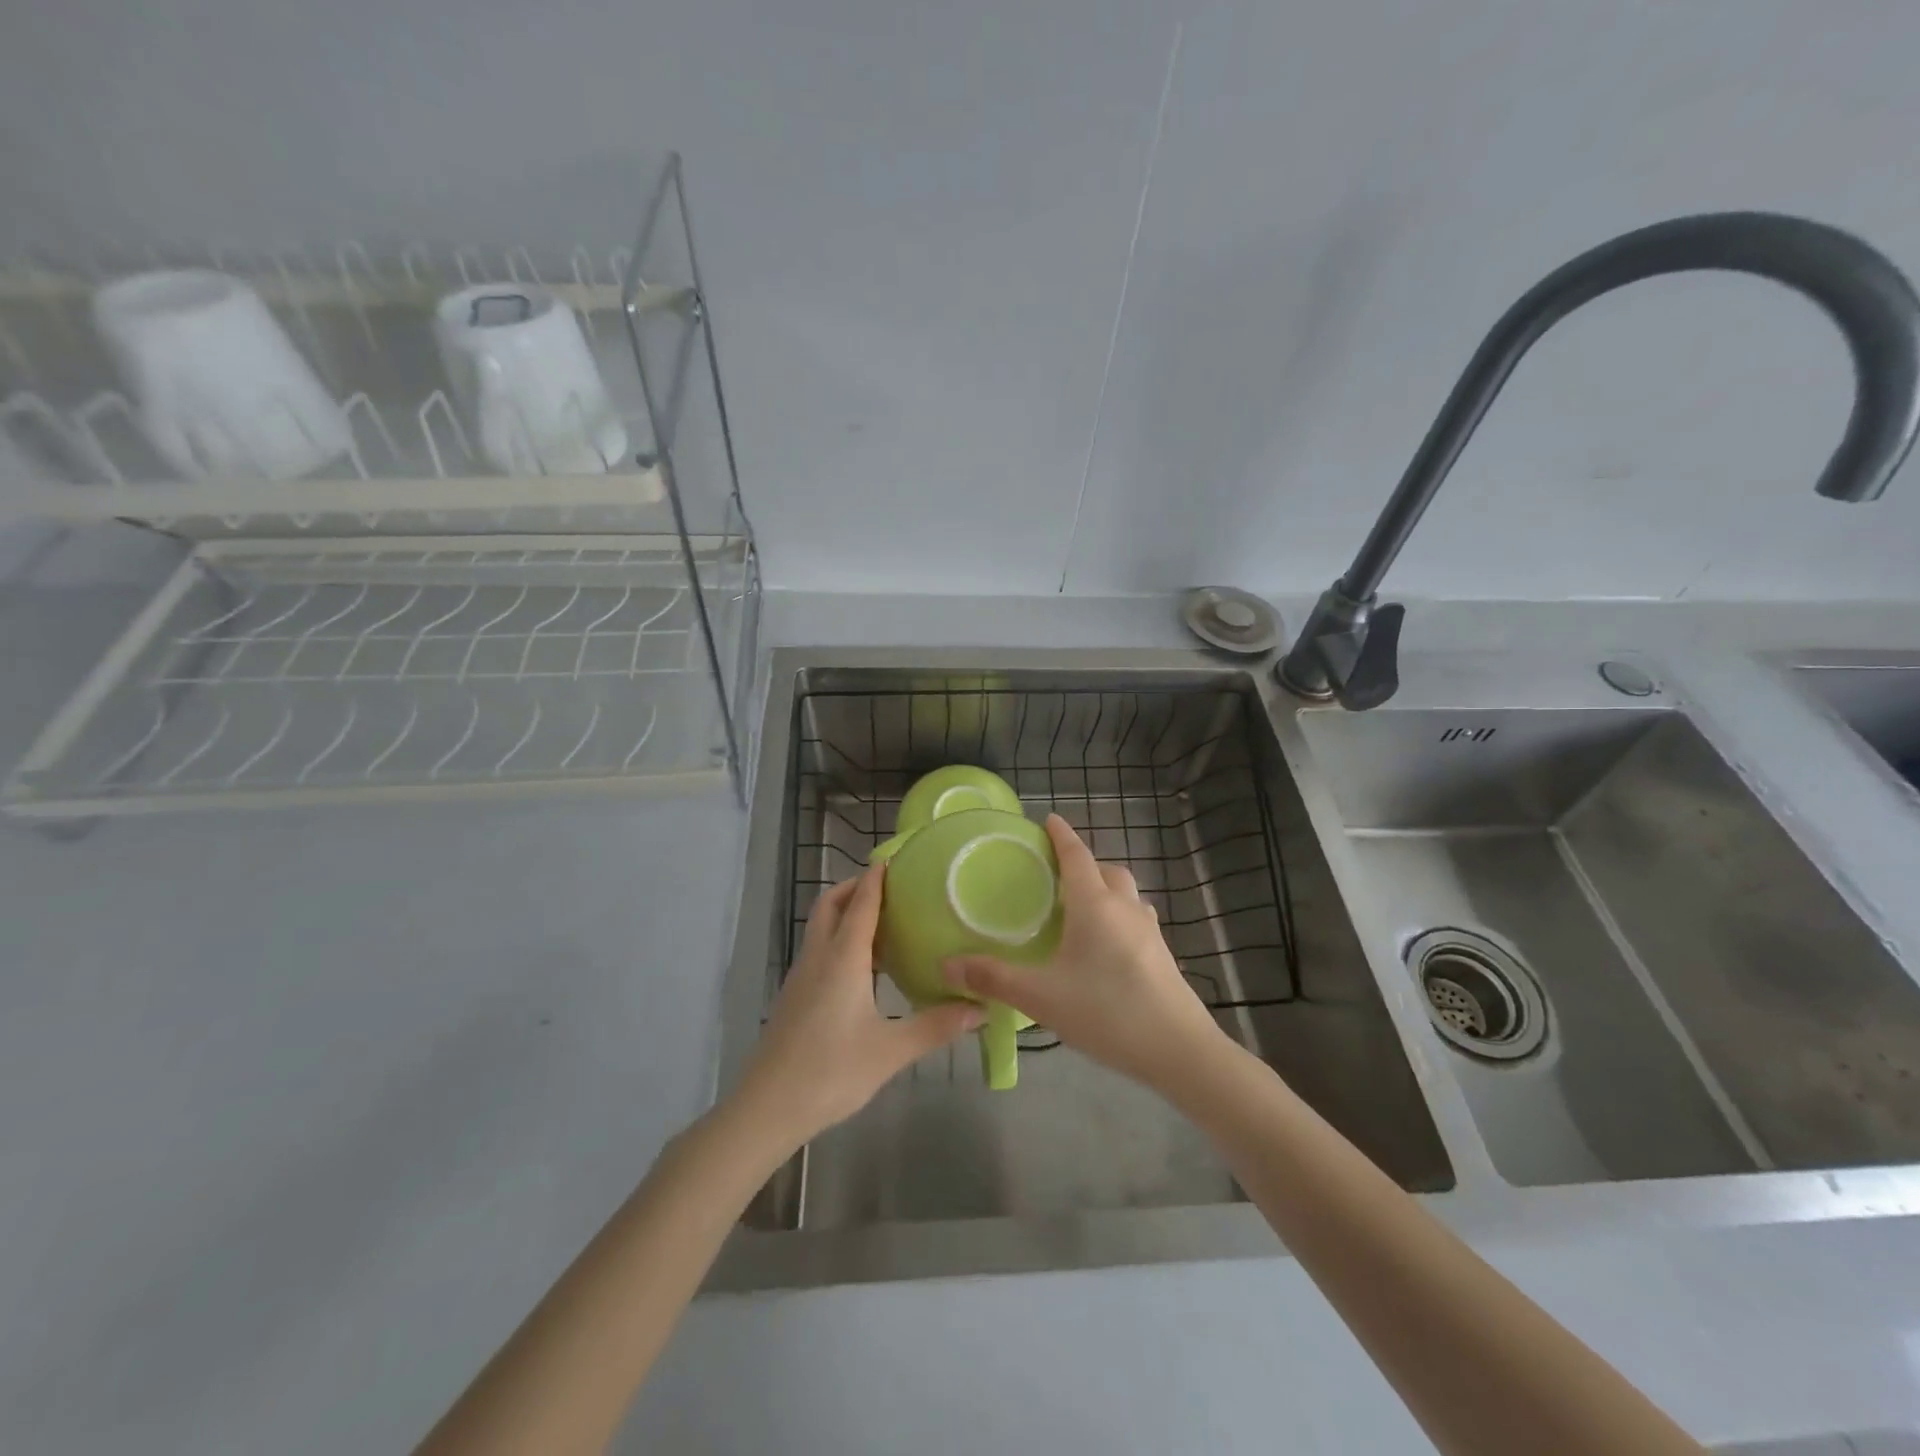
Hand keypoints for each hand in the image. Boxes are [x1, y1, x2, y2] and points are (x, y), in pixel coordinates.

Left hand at [732, 864, 983, 1150]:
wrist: (767, 1108)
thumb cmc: (831, 1072)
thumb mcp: (891, 1051)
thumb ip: (935, 1027)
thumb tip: (980, 1009)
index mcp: (842, 959)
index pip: (861, 904)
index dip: (876, 878)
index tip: (893, 858)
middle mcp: (818, 958)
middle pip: (831, 905)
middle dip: (854, 887)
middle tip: (888, 886)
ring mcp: (801, 977)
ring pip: (821, 928)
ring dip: (846, 913)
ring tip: (883, 922)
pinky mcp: (794, 997)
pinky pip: (819, 951)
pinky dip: (839, 940)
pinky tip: (862, 968)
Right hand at [945, 815, 1227, 1091]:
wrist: (1179, 1050)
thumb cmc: (1106, 1011)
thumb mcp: (1041, 997)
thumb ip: (993, 979)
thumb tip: (946, 965)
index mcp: (1095, 905)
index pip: (1076, 856)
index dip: (1061, 836)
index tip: (1049, 820)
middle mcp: (1124, 908)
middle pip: (1106, 870)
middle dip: (1083, 863)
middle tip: (1056, 876)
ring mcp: (1149, 931)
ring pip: (1126, 894)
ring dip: (1105, 889)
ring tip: (1080, 909)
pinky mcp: (1162, 955)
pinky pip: (1136, 919)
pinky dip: (1118, 916)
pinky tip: (1105, 946)